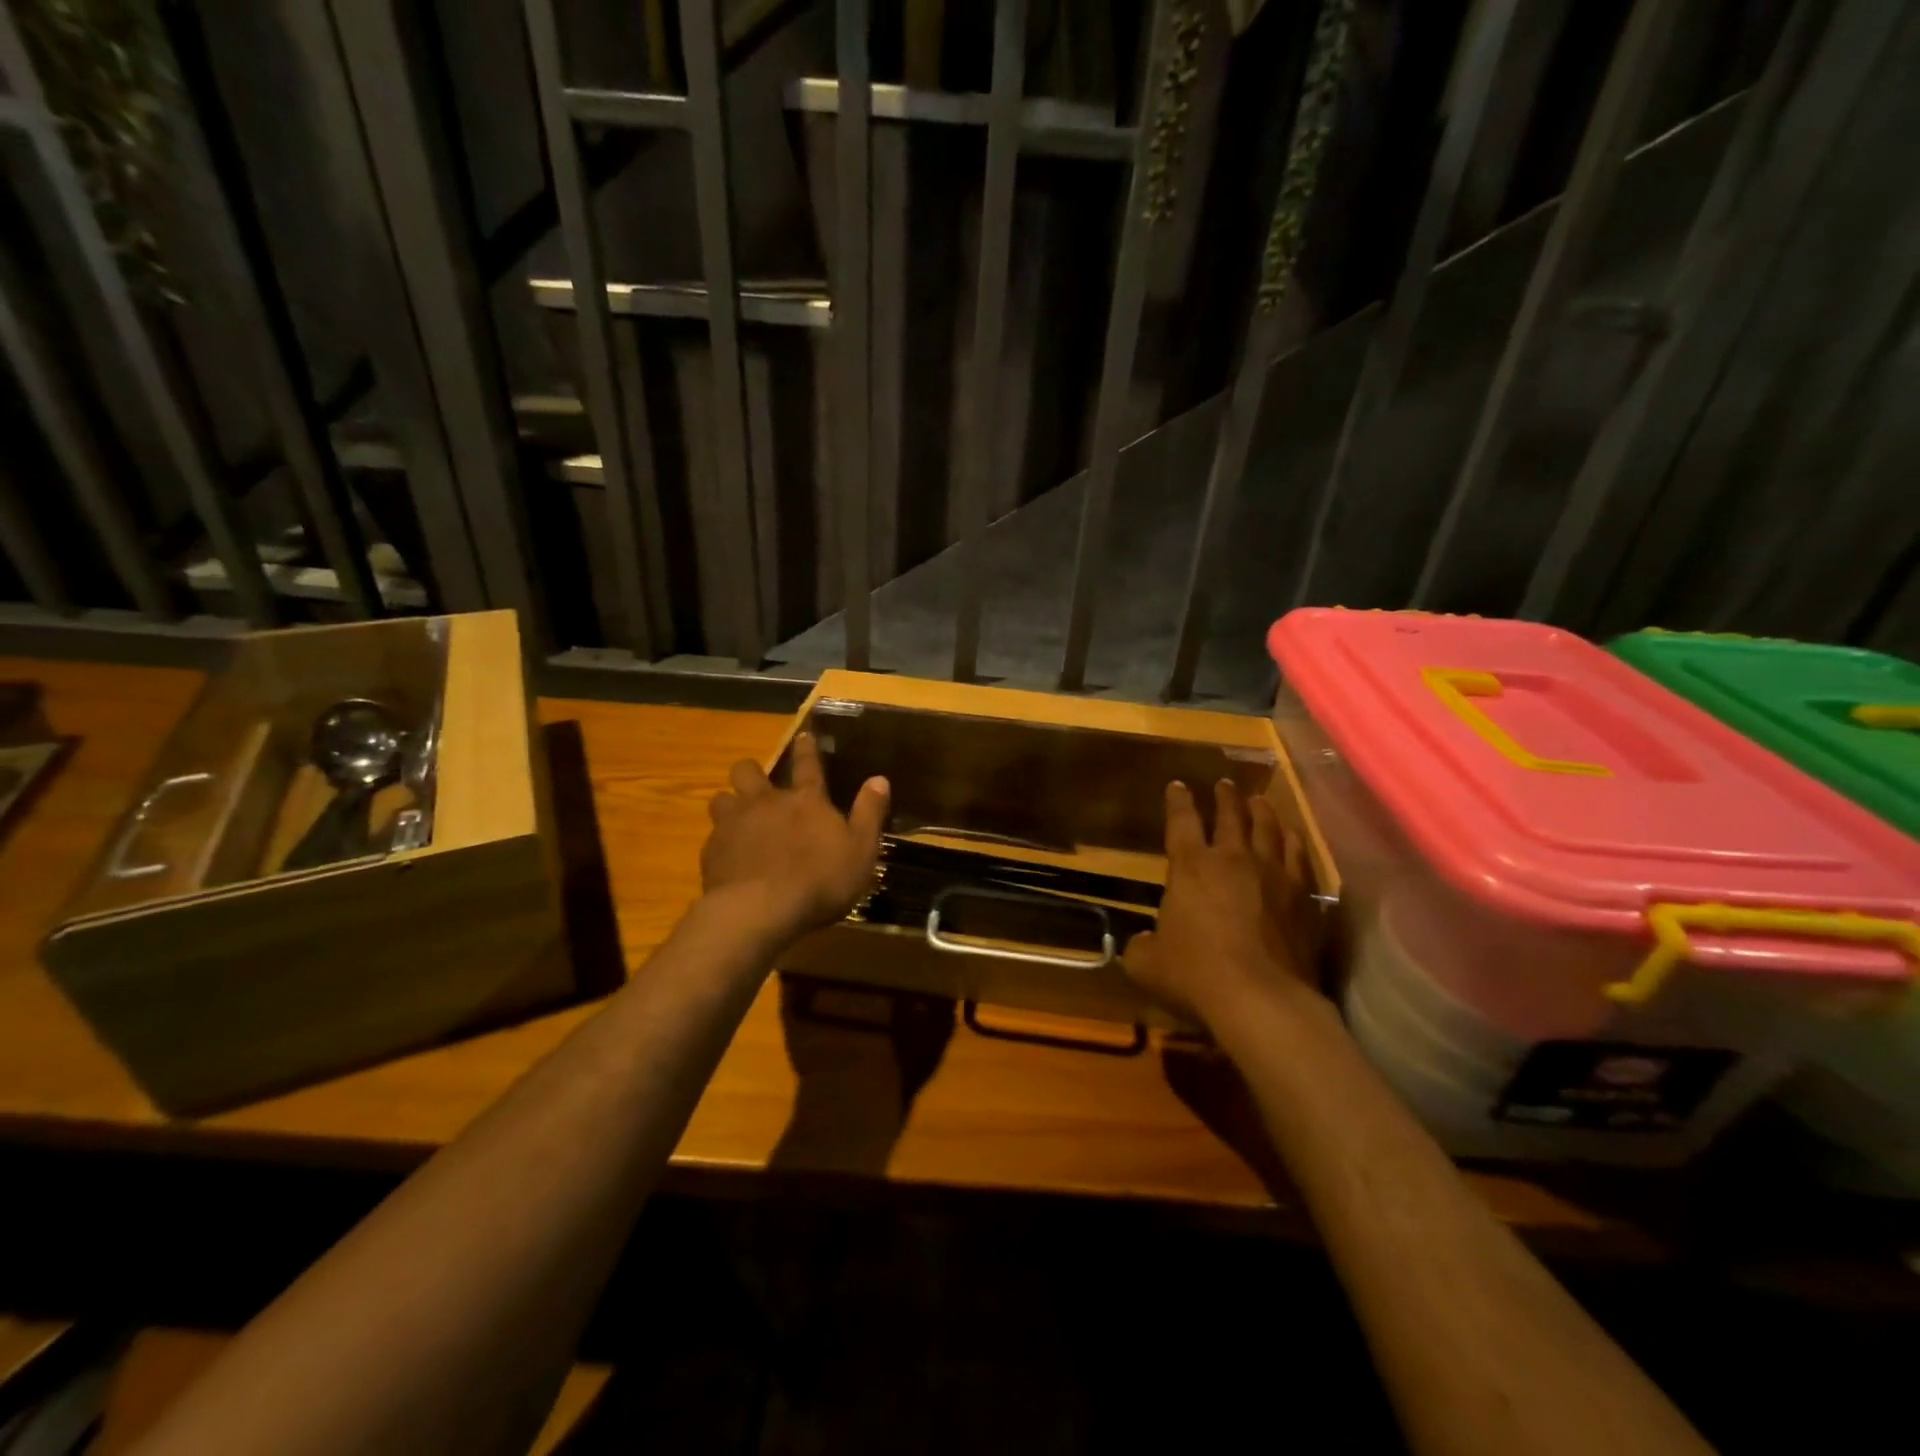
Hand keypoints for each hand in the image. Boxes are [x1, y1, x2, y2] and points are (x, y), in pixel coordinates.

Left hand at [702, 732, 889, 940]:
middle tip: (758, 785)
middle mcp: (766, 802)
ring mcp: (734, 825)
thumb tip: (879, 779)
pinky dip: (722, 843)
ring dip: (730, 805)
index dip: (807, 748)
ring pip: (721, 799)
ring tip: (737, 820)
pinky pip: (712, 837)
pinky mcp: (712, 852)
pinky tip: (729, 860)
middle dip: (751, 772)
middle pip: (747, 771)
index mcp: (806, 800)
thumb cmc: (820, 880)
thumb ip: (869, 813)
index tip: (803, 735)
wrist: (760, 910)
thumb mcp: (861, 849)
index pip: (808, 764)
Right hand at [1123, 779, 1318, 1028]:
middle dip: (1224, 797)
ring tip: (1259, 801)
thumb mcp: (1147, 964)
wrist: (1261, 1000)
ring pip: (1269, 830)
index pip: (1182, 822)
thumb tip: (1141, 941)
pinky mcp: (1303, 899)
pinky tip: (1293, 838)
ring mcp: (1274, 876)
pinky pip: (1299, 858)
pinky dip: (1293, 843)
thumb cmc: (1195, 975)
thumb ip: (1141, 946)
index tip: (1177, 785)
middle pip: (1230, 816)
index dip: (1178, 801)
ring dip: (1262, 812)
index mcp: (1191, 867)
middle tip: (1224, 784)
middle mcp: (1233, 860)